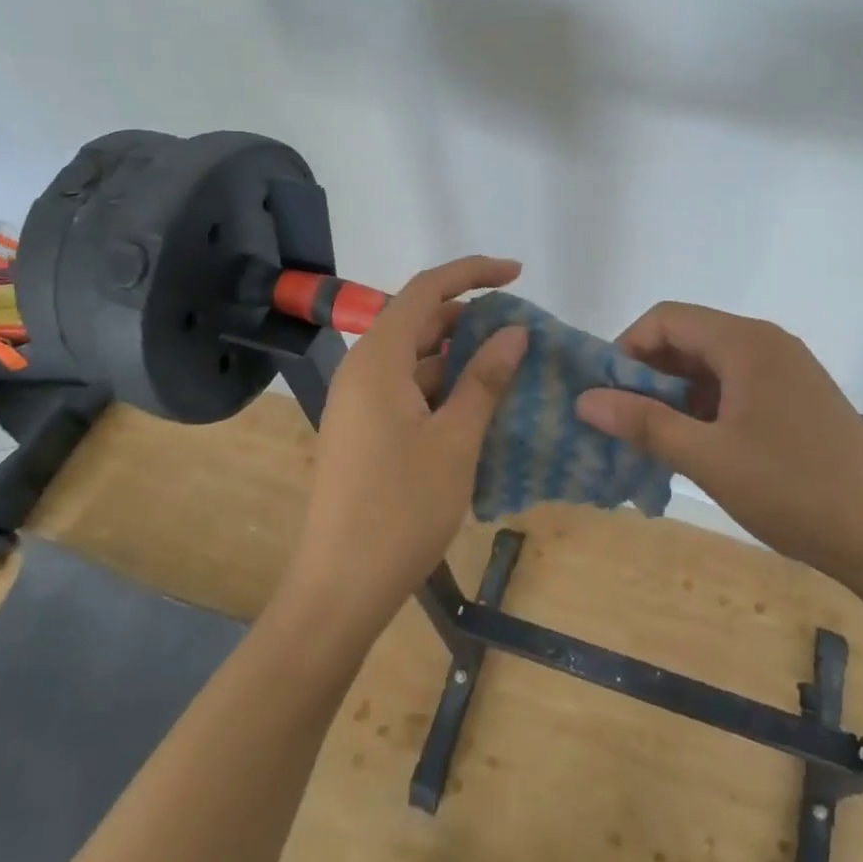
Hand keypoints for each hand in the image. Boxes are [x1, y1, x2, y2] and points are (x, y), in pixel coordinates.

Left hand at [282, 256, 527, 639]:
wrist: (340, 588)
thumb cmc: (400, 509)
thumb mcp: (455, 440)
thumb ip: (484, 379)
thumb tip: (515, 331)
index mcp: (377, 360)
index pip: (426, 290)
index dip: (472, 273)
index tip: (517, 275)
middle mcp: (362, 371)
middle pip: (420, 323)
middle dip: (471, 320)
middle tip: (521, 335)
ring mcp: (360, 404)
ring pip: (417, 360)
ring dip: (461, 360)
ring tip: (510, 372)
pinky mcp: (365, 432)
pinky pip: (409, 392)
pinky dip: (445, 390)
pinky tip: (479, 410)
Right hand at [575, 303, 862, 587]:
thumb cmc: (795, 491)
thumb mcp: (709, 459)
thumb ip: (644, 423)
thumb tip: (585, 400)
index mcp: (746, 342)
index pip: (666, 319)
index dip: (626, 349)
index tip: (607, 395)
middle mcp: (768, 343)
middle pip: (689, 339)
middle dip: (649, 376)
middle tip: (625, 424)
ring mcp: (788, 371)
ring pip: (712, 367)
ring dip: (677, 397)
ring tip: (656, 442)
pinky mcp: (800, 400)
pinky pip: (738, 388)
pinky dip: (708, 410)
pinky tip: (699, 449)